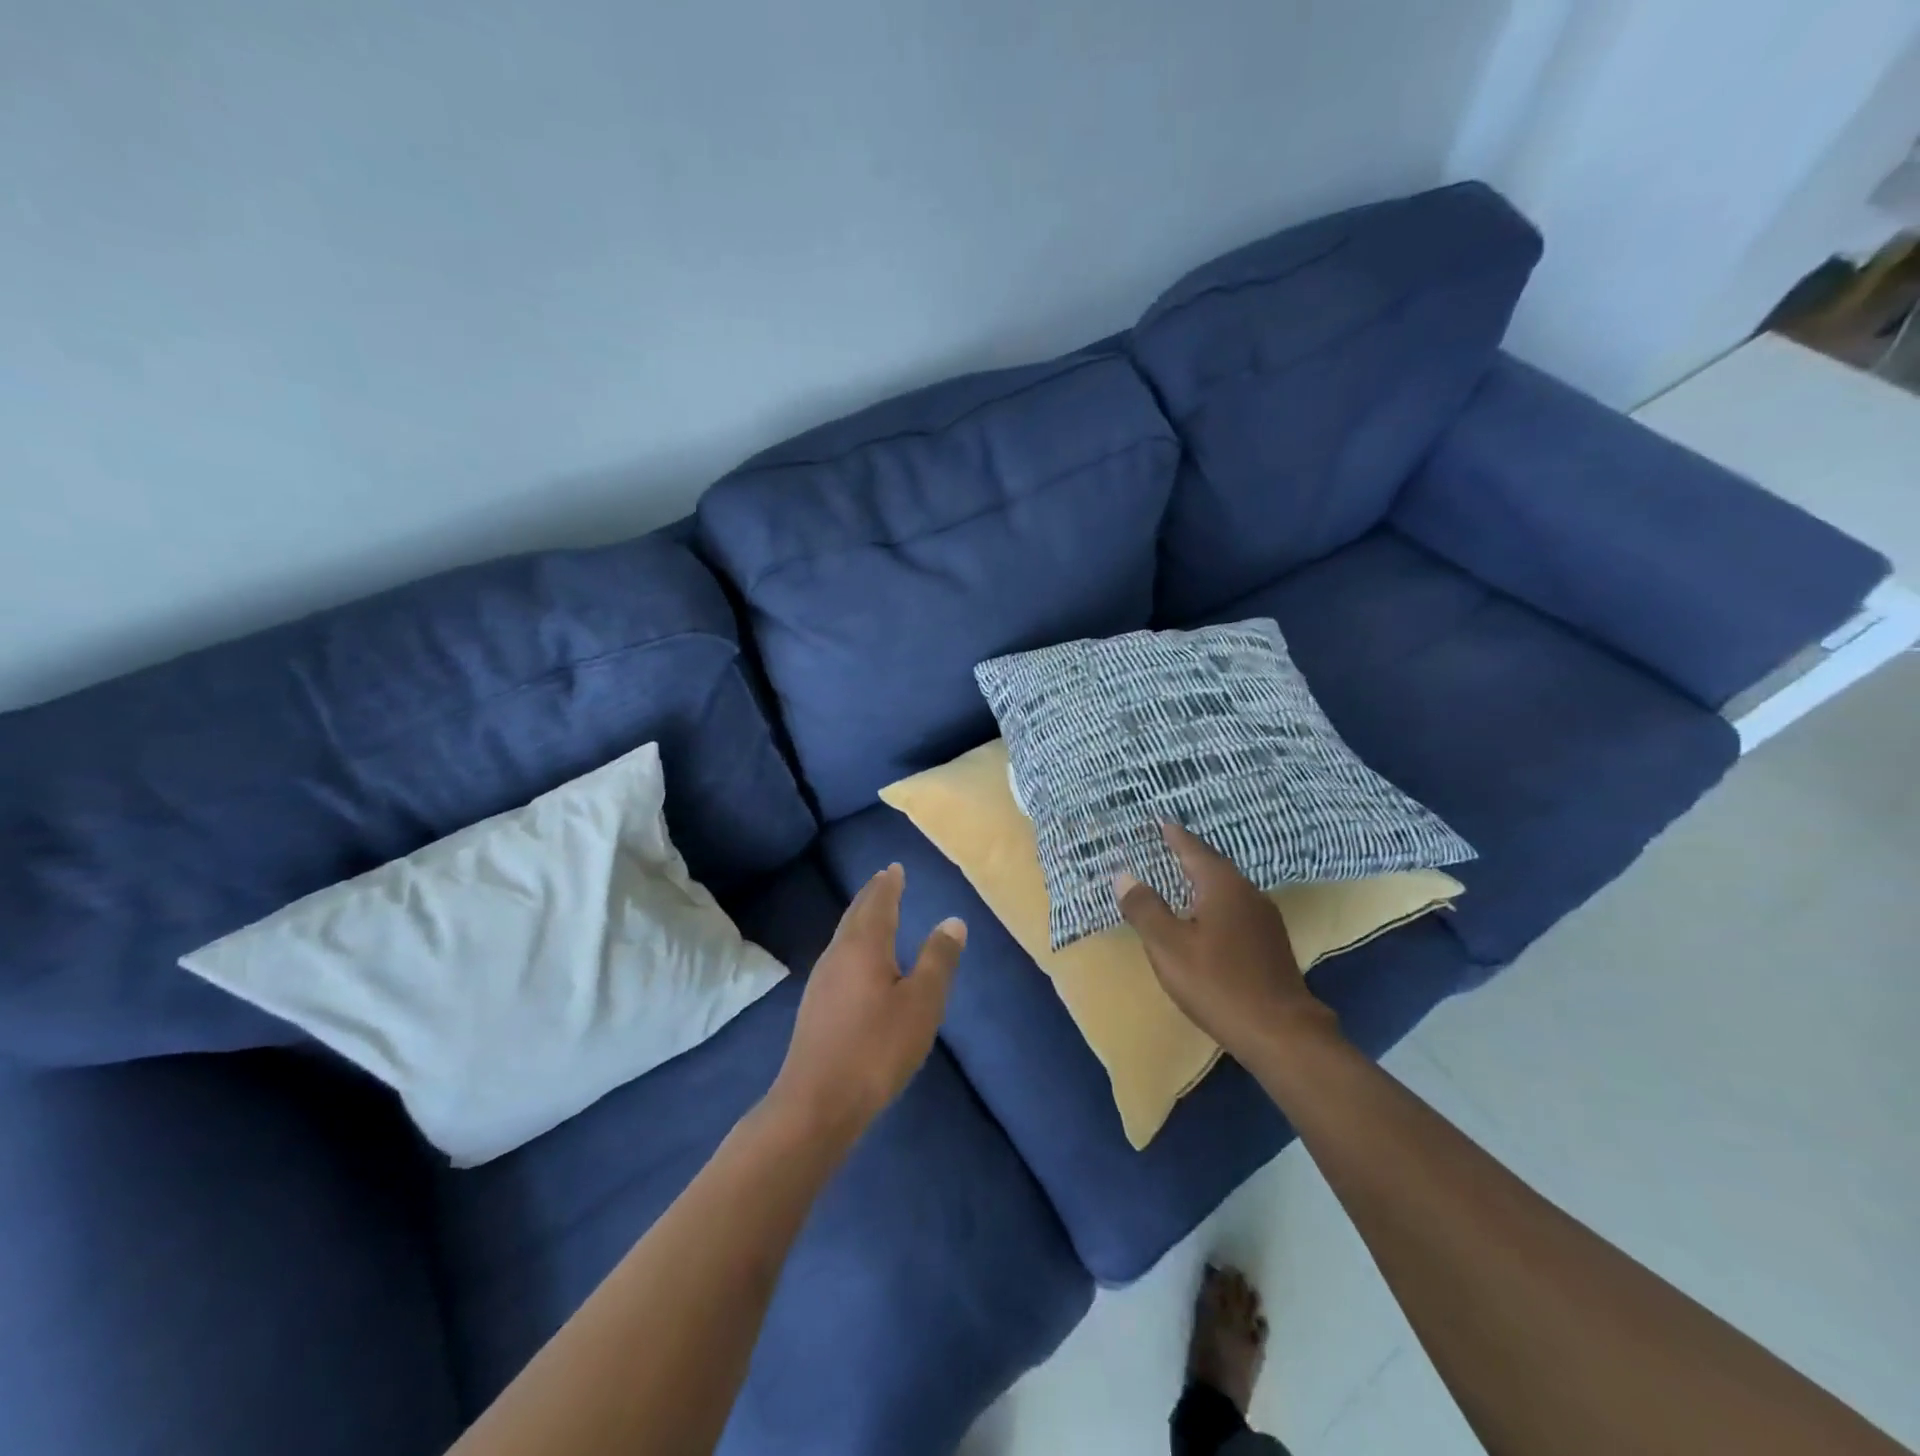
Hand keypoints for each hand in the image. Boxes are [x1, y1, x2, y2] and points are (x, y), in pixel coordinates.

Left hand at [769, 863, 965, 1146]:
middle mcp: (838, 954)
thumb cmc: (877, 1047)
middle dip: (872, 895)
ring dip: (861, 918)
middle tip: (884, 879)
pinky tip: (857, 962)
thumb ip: (938, 960)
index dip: (889, 884)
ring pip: (844, 936)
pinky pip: (839, 956)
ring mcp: (822, 980)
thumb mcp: (922, 1003)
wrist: (817, 1102)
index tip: (894, 867)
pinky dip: (853, 943)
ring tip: (874, 913)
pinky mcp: (815, 1005)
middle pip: (856, 914)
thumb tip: (953, 921)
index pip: (878, 903)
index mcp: (865, 945)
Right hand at [1115, 823, 1339, 1061]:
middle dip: (1189, 855)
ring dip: (1204, 880)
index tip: (1160, 821)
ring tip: (1182, 878)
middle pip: (1214, 865)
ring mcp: (1265, 918)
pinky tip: (1207, 917)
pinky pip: (1236, 908)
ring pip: (1227, 888)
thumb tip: (1124, 876)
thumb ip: (1144, 908)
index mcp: (1222, 885)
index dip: (1174, 836)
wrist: (1281, 1032)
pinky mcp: (1271, 942)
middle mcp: (1248, 892)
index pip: (1193, 849)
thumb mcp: (1168, 946)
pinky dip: (1215, 903)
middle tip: (1167, 845)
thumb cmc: (1217, 984)